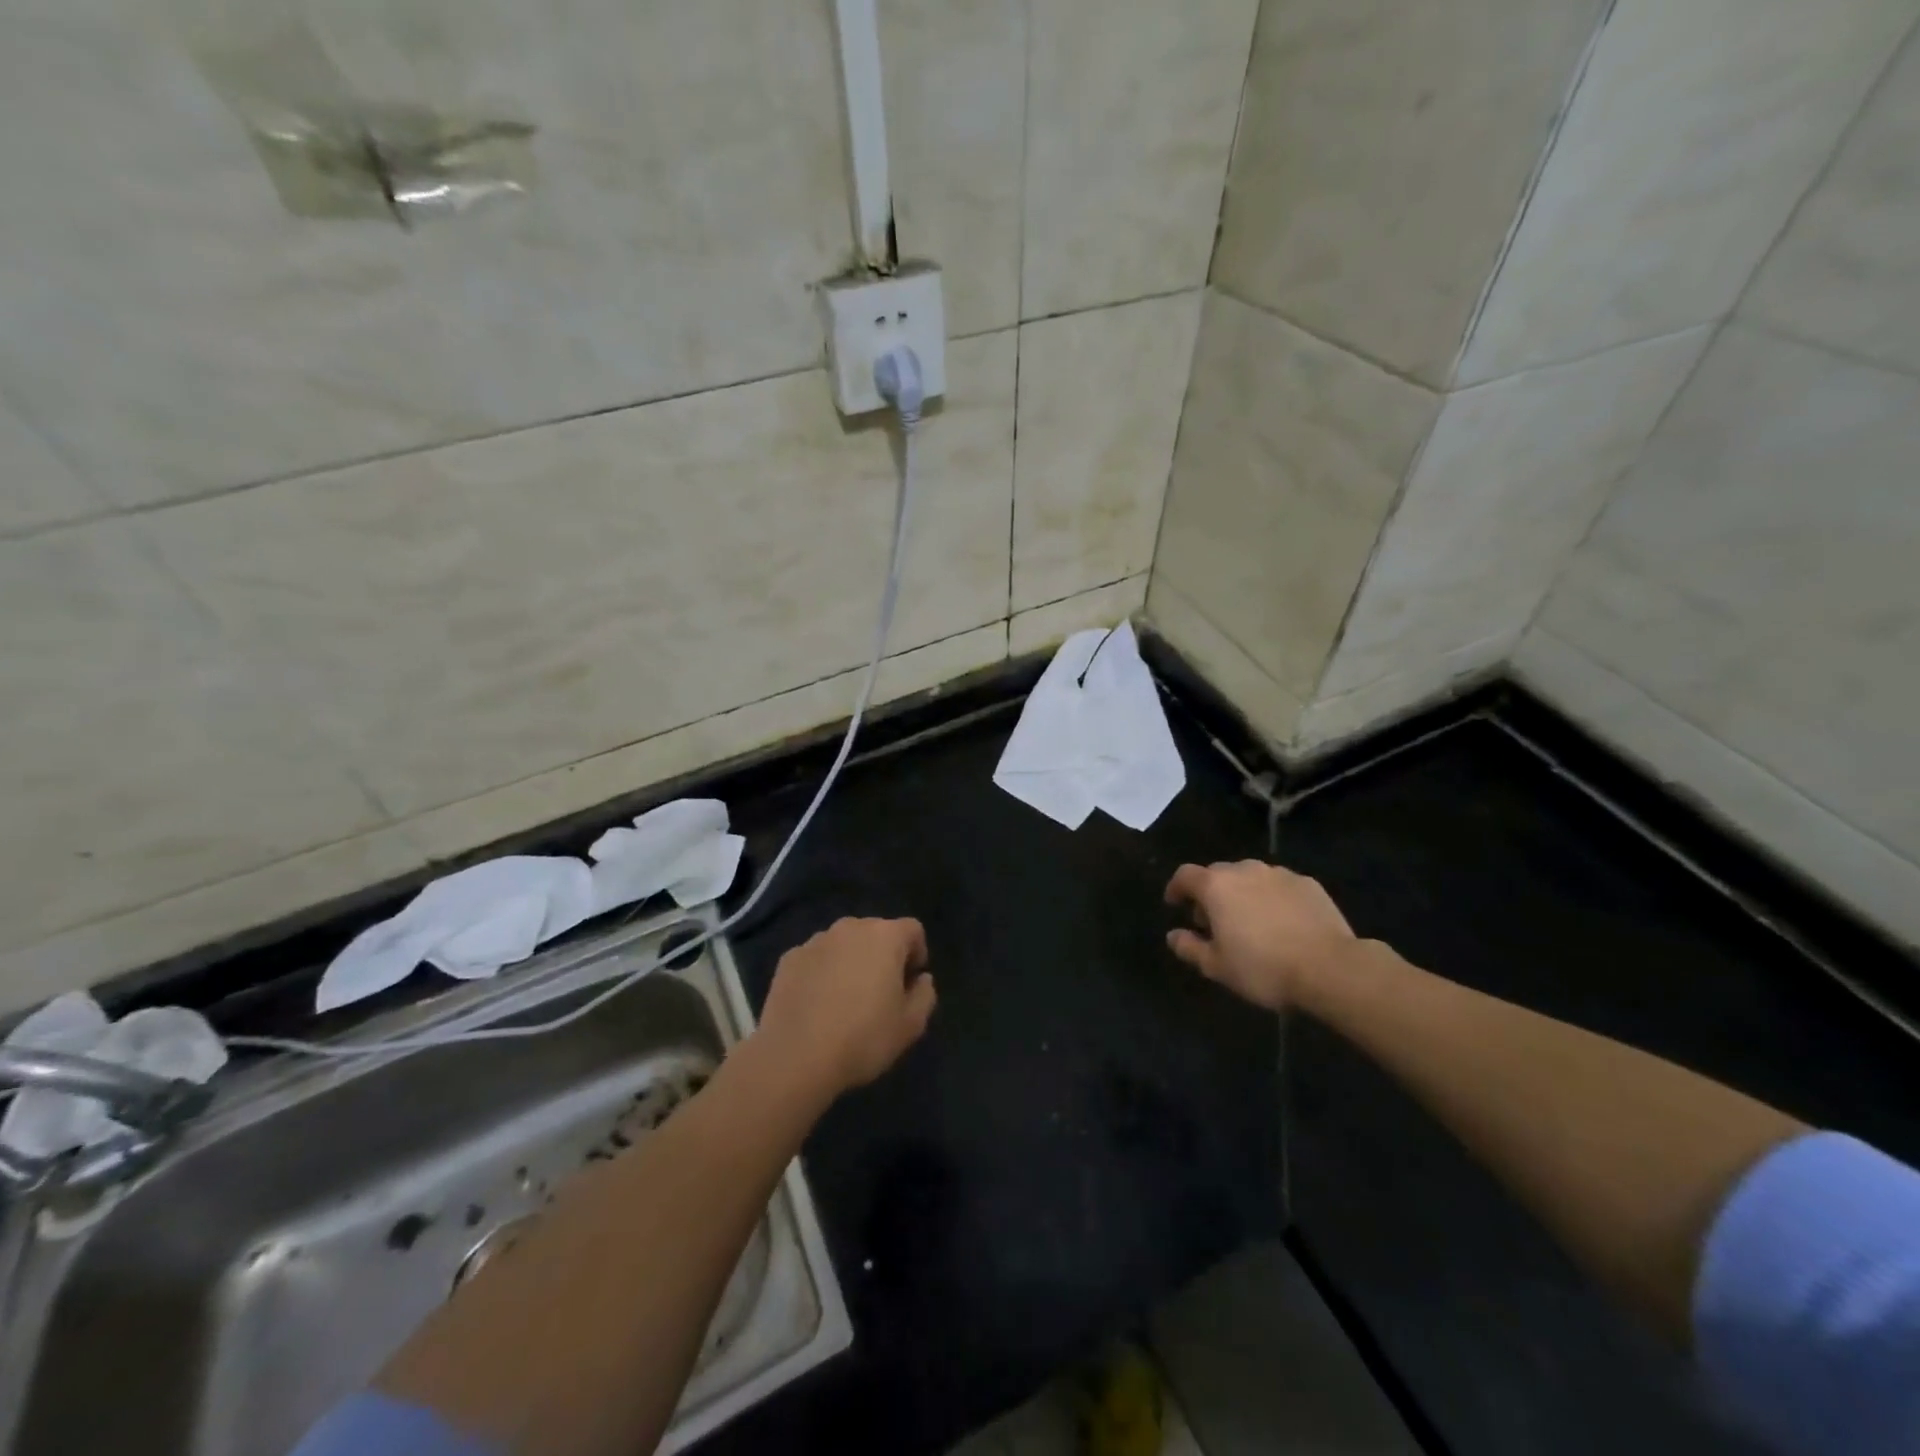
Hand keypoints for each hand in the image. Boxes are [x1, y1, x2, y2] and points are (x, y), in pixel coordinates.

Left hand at [756, 917, 936, 1095]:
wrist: (795, 1057)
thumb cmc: (862, 1038)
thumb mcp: (910, 1026)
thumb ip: (924, 995)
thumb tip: (921, 979)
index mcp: (885, 937)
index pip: (912, 930)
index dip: (917, 953)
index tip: (910, 982)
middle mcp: (850, 928)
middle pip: (876, 932)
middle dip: (883, 955)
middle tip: (880, 992)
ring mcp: (816, 941)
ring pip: (843, 944)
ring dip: (850, 961)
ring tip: (845, 999)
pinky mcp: (788, 958)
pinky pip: (816, 959)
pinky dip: (821, 972)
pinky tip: (817, 1004)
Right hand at [1164, 861, 1355, 1010]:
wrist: (1331, 968)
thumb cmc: (1263, 967)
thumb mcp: (1217, 967)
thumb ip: (1190, 948)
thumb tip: (1173, 935)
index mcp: (1216, 886)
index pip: (1185, 875)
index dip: (1176, 888)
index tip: (1175, 904)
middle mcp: (1245, 870)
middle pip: (1218, 874)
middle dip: (1210, 894)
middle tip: (1213, 922)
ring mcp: (1279, 874)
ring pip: (1250, 878)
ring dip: (1242, 894)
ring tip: (1249, 922)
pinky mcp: (1308, 884)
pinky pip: (1279, 886)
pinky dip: (1271, 898)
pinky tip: (1281, 923)